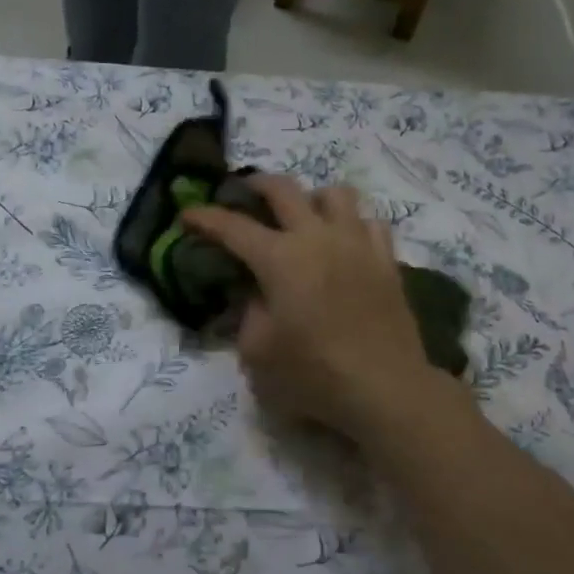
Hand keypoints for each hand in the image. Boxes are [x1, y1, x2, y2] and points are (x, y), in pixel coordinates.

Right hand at [184, 176, 446, 441]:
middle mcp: (317, 238)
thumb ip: (248, 314)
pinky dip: (352, 223)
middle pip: (284, 189)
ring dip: (312, 198)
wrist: (385, 388)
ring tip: (304, 216)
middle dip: (257, 185)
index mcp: (280, 259)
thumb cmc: (314, 375)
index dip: (205, 217)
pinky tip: (345, 241)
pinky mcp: (386, 260)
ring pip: (336, 193)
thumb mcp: (258, 353)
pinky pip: (370, 222)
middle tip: (245, 194)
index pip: (233, 227)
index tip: (188, 214)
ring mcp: (357, 244)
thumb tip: (254, 293)